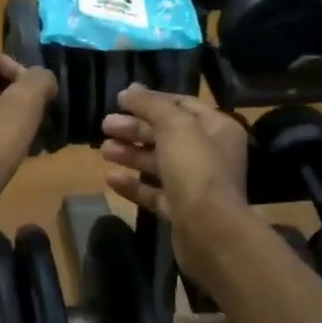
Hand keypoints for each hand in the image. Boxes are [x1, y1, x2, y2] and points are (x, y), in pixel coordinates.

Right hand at [99, 85, 250, 278]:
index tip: (120, 99)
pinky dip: (133, 184)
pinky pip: (154, 192)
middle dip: (135, 128)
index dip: (151, 100)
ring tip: (103, 150)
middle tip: (105, 125)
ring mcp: (195, 184)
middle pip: (167, 134)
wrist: (210, 232)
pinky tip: (110, 179)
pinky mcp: (181, 210)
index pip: (182, 105)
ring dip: (131, 153)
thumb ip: (151, 104)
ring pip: (158, 163)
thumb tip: (130, 90)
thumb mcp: (174, 126)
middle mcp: (210, 154)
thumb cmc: (196, 169)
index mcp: (217, 128)